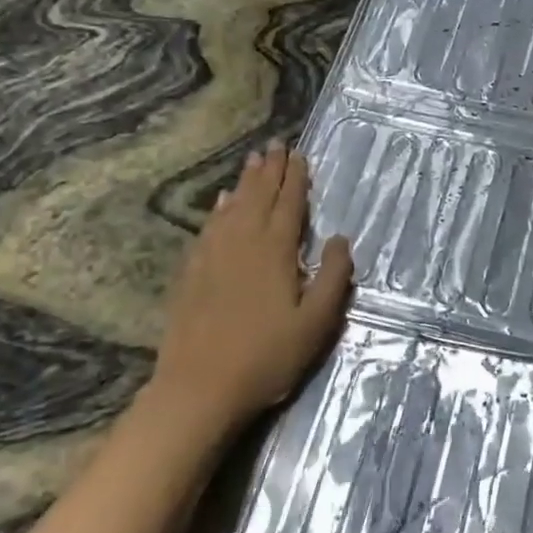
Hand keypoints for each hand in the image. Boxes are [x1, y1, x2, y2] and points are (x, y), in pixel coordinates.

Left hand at [151, 140, 353, 436]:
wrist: (198, 387)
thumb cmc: (266, 357)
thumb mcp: (315, 324)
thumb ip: (332, 278)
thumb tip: (340, 239)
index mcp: (274, 250)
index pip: (289, 204)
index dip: (296, 178)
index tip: (299, 154)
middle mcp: (242, 241)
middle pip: (258, 196)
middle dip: (269, 169)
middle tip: (274, 144)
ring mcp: (213, 254)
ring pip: (232, 206)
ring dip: (245, 182)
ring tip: (253, 161)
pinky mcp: (192, 271)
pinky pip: (209, 226)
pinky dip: (218, 209)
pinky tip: (220, 203)